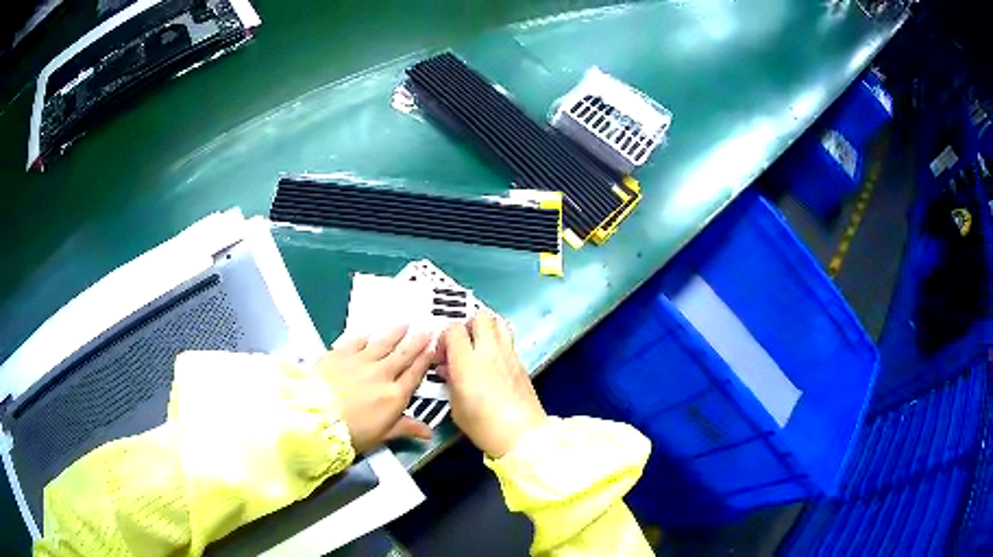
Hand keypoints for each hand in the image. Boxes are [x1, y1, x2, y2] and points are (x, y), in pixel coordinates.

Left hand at [316, 326, 433, 452]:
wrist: (315, 417)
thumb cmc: (351, 433)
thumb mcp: (381, 436)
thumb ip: (405, 428)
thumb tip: (429, 433)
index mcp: (394, 395)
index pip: (415, 374)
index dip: (425, 361)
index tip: (433, 349)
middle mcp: (382, 374)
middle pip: (403, 355)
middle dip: (416, 342)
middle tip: (426, 329)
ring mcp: (360, 361)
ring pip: (382, 344)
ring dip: (395, 334)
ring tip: (404, 324)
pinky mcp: (340, 354)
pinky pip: (356, 342)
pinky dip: (364, 338)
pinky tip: (367, 334)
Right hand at [437, 312, 547, 457]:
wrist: (522, 435)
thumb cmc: (484, 426)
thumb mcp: (455, 407)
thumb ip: (450, 382)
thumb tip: (449, 370)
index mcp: (467, 362)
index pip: (454, 329)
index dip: (445, 338)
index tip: (442, 357)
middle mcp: (489, 351)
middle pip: (481, 317)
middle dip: (468, 326)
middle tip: (462, 346)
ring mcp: (509, 355)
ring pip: (499, 323)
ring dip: (486, 329)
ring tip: (478, 349)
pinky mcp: (522, 363)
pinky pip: (508, 341)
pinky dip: (498, 344)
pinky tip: (493, 364)